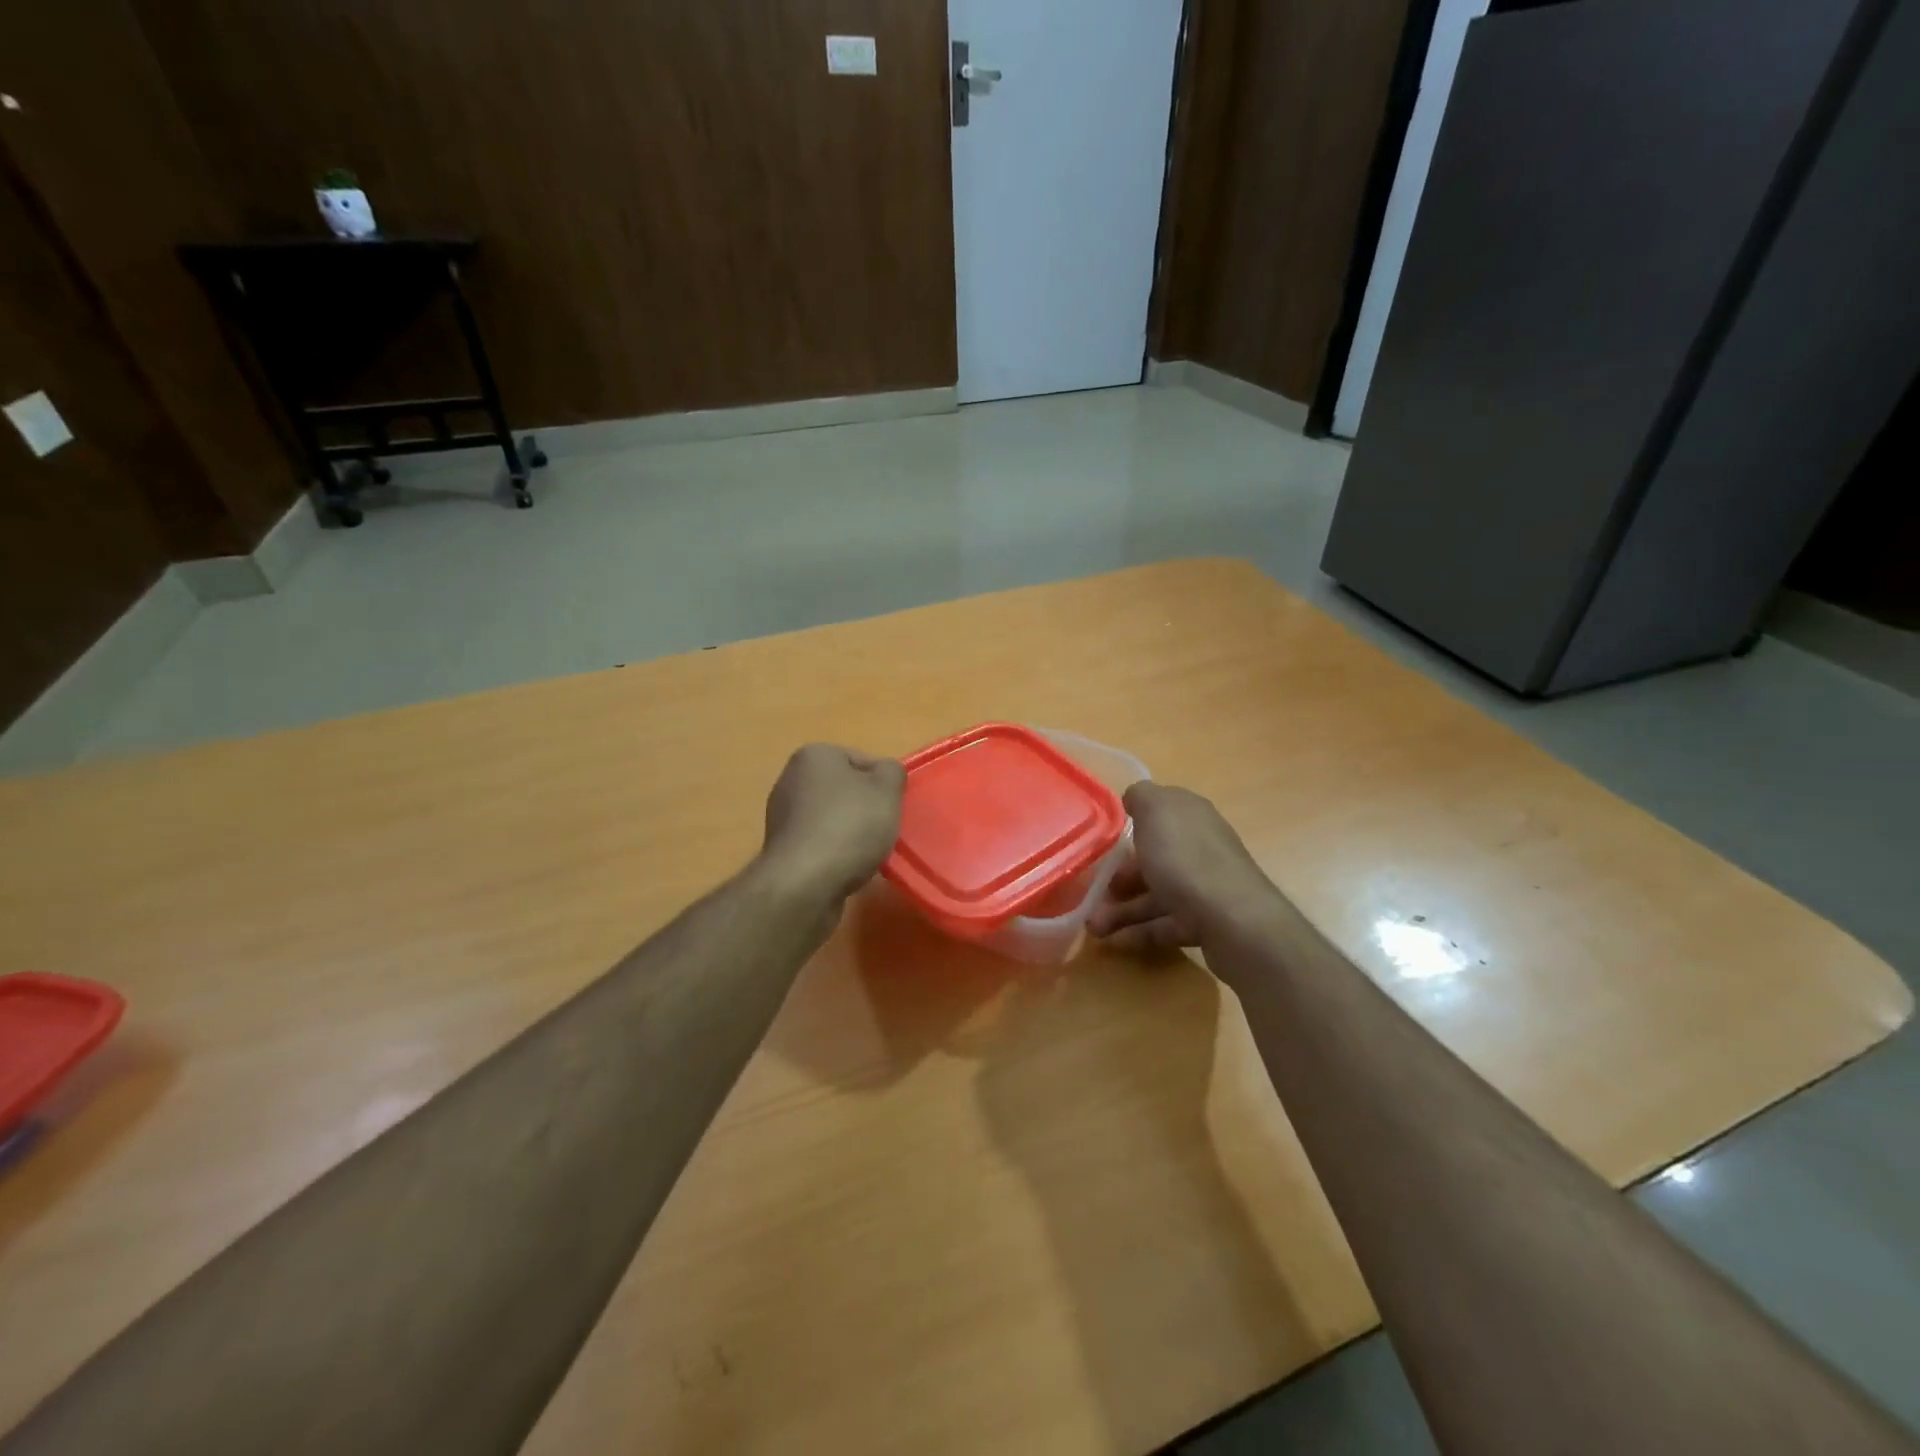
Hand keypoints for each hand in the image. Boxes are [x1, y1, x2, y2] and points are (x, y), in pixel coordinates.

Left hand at [760, 744, 905, 903]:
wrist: (805, 883)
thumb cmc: (849, 826)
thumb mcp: (887, 790)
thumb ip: (892, 772)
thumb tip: (885, 773)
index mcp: (814, 755)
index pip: (862, 760)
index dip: (883, 784)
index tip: (892, 807)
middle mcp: (791, 779)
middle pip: (845, 790)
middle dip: (866, 808)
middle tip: (883, 829)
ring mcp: (783, 815)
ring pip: (833, 818)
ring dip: (852, 833)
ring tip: (867, 853)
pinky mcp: (782, 848)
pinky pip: (820, 843)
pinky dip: (835, 852)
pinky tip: (846, 868)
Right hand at [1089, 783, 1282, 953]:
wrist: (1234, 921)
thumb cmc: (1186, 859)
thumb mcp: (1157, 811)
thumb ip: (1141, 796)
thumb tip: (1134, 798)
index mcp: (1191, 817)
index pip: (1159, 812)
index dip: (1132, 823)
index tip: (1104, 841)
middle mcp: (1200, 847)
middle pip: (1153, 858)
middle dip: (1119, 876)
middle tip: (1092, 891)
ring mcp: (1204, 886)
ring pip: (1155, 894)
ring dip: (1121, 910)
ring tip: (1094, 927)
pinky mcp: (1205, 922)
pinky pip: (1165, 924)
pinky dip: (1139, 932)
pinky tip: (1116, 941)